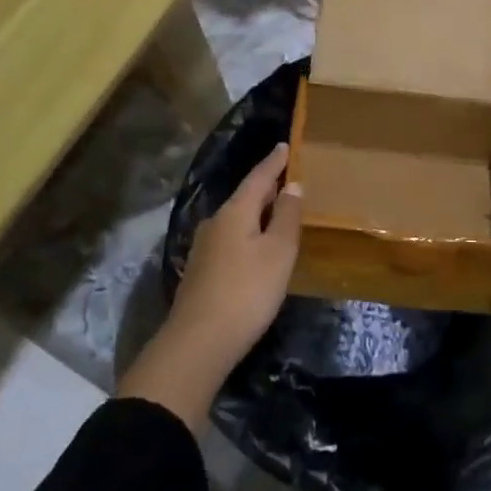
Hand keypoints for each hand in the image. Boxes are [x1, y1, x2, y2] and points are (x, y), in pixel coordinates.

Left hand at [166, 142, 302, 371]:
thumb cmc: (246, 292)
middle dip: (268, 188)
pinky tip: (258, 248)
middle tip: (290, 181)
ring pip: (237, 220)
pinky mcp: (201, 271)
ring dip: (258, 214)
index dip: (275, 162)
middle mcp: (215, 222)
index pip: (259, 177)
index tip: (286, 146)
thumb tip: (292, 186)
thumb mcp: (278, 252)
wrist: (197, 344)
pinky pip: (231, 239)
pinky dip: (249, 234)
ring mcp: (205, 247)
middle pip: (246, 197)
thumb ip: (287, 217)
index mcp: (235, 211)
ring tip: (279, 214)